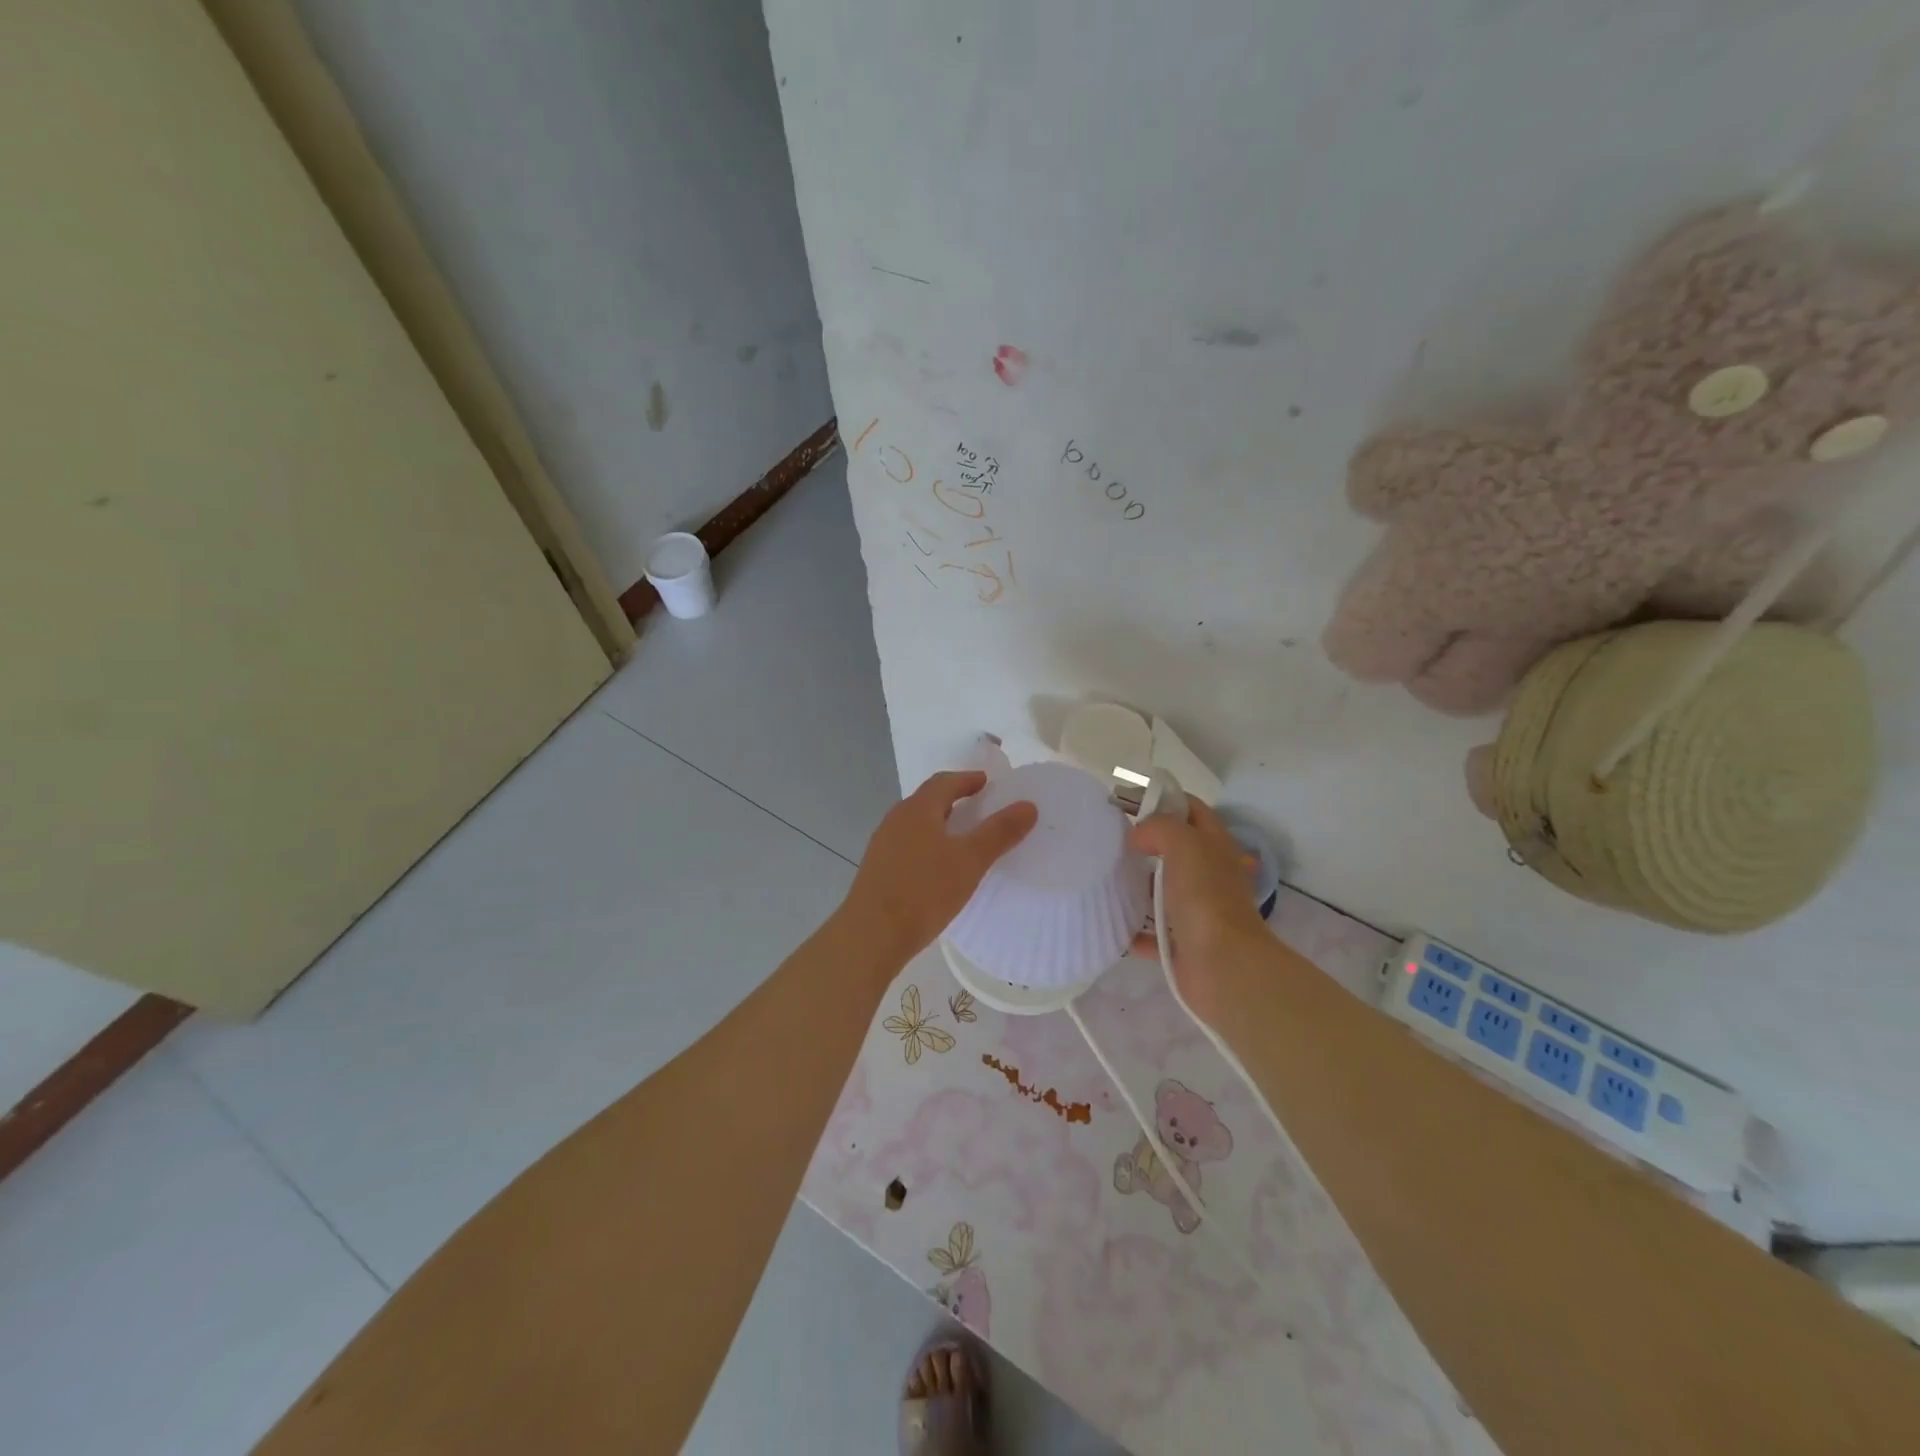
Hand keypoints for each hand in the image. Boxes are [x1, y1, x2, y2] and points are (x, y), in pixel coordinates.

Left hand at [841, 771, 1036, 964]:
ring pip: (917, 824)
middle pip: (928, 800)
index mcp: (917, 809)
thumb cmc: (924, 890)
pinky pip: (908, 846)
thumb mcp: (970, 860)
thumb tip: (1028, 805)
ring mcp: (883, 845)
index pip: (944, 782)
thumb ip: (999, 832)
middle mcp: (896, 819)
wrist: (872, 935)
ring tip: (963, 839)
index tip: (988, 784)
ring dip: (940, 824)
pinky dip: (928, 845)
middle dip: (954, 800)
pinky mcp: (878, 869)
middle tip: (980, 809)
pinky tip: (939, 868)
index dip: (968, 780)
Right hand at [1128, 800, 1268, 1028]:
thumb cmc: (1205, 897)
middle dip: (1144, 844)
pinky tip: (1110, 921)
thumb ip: (1159, 827)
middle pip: (1175, 850)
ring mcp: (1197, 911)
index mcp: (1215, 847)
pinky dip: (1133, 929)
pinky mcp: (1182, 943)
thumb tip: (1138, 836)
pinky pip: (1151, 932)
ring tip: (1103, 877)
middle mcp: (1209, 875)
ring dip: (1136, 886)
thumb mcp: (1184, 844)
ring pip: (1162, 891)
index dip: (1164, 800)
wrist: (1223, 966)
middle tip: (1109, 840)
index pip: (1191, 810)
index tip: (1128, 803)